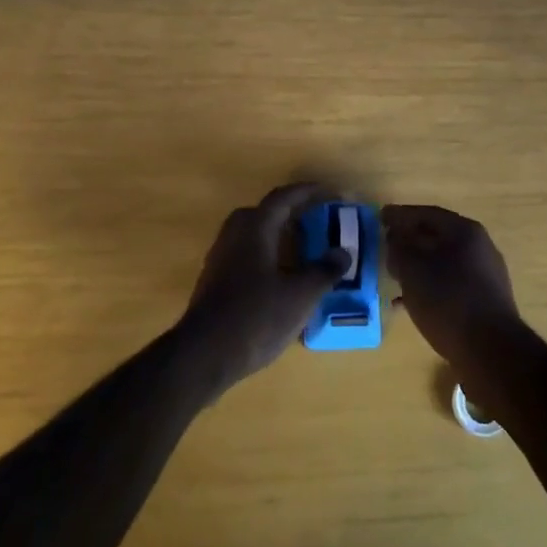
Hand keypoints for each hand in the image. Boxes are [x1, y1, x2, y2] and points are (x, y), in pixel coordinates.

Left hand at [179, 183, 346, 391]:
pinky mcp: (214, 282)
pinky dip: (266, 257)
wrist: (204, 355)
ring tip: (301, 251)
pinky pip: (245, 255)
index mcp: (255, 228)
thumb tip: (343, 252)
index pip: (283, 198)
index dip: (308, 192)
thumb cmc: (256, 316)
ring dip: (277, 236)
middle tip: (314, 221)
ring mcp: (220, 258)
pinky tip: (280, 279)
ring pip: (252, 235)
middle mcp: (234, 235)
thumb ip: (324, 271)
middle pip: (264, 213)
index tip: (330, 191)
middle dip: (290, 213)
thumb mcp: (300, 295)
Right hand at [381, 204, 520, 368]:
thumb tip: (396, 239)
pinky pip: (452, 284)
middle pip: (438, 236)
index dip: (400, 215)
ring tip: (395, 277)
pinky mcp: (487, 301)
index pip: (427, 213)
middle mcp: (480, 247)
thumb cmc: (448, 301)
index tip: (380, 218)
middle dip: (410, 241)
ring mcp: (487, 275)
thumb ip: (399, 248)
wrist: (490, 351)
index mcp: (465, 231)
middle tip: (387, 246)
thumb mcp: (412, 270)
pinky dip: (431, 287)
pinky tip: (412, 304)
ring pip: (444, 262)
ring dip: (419, 266)